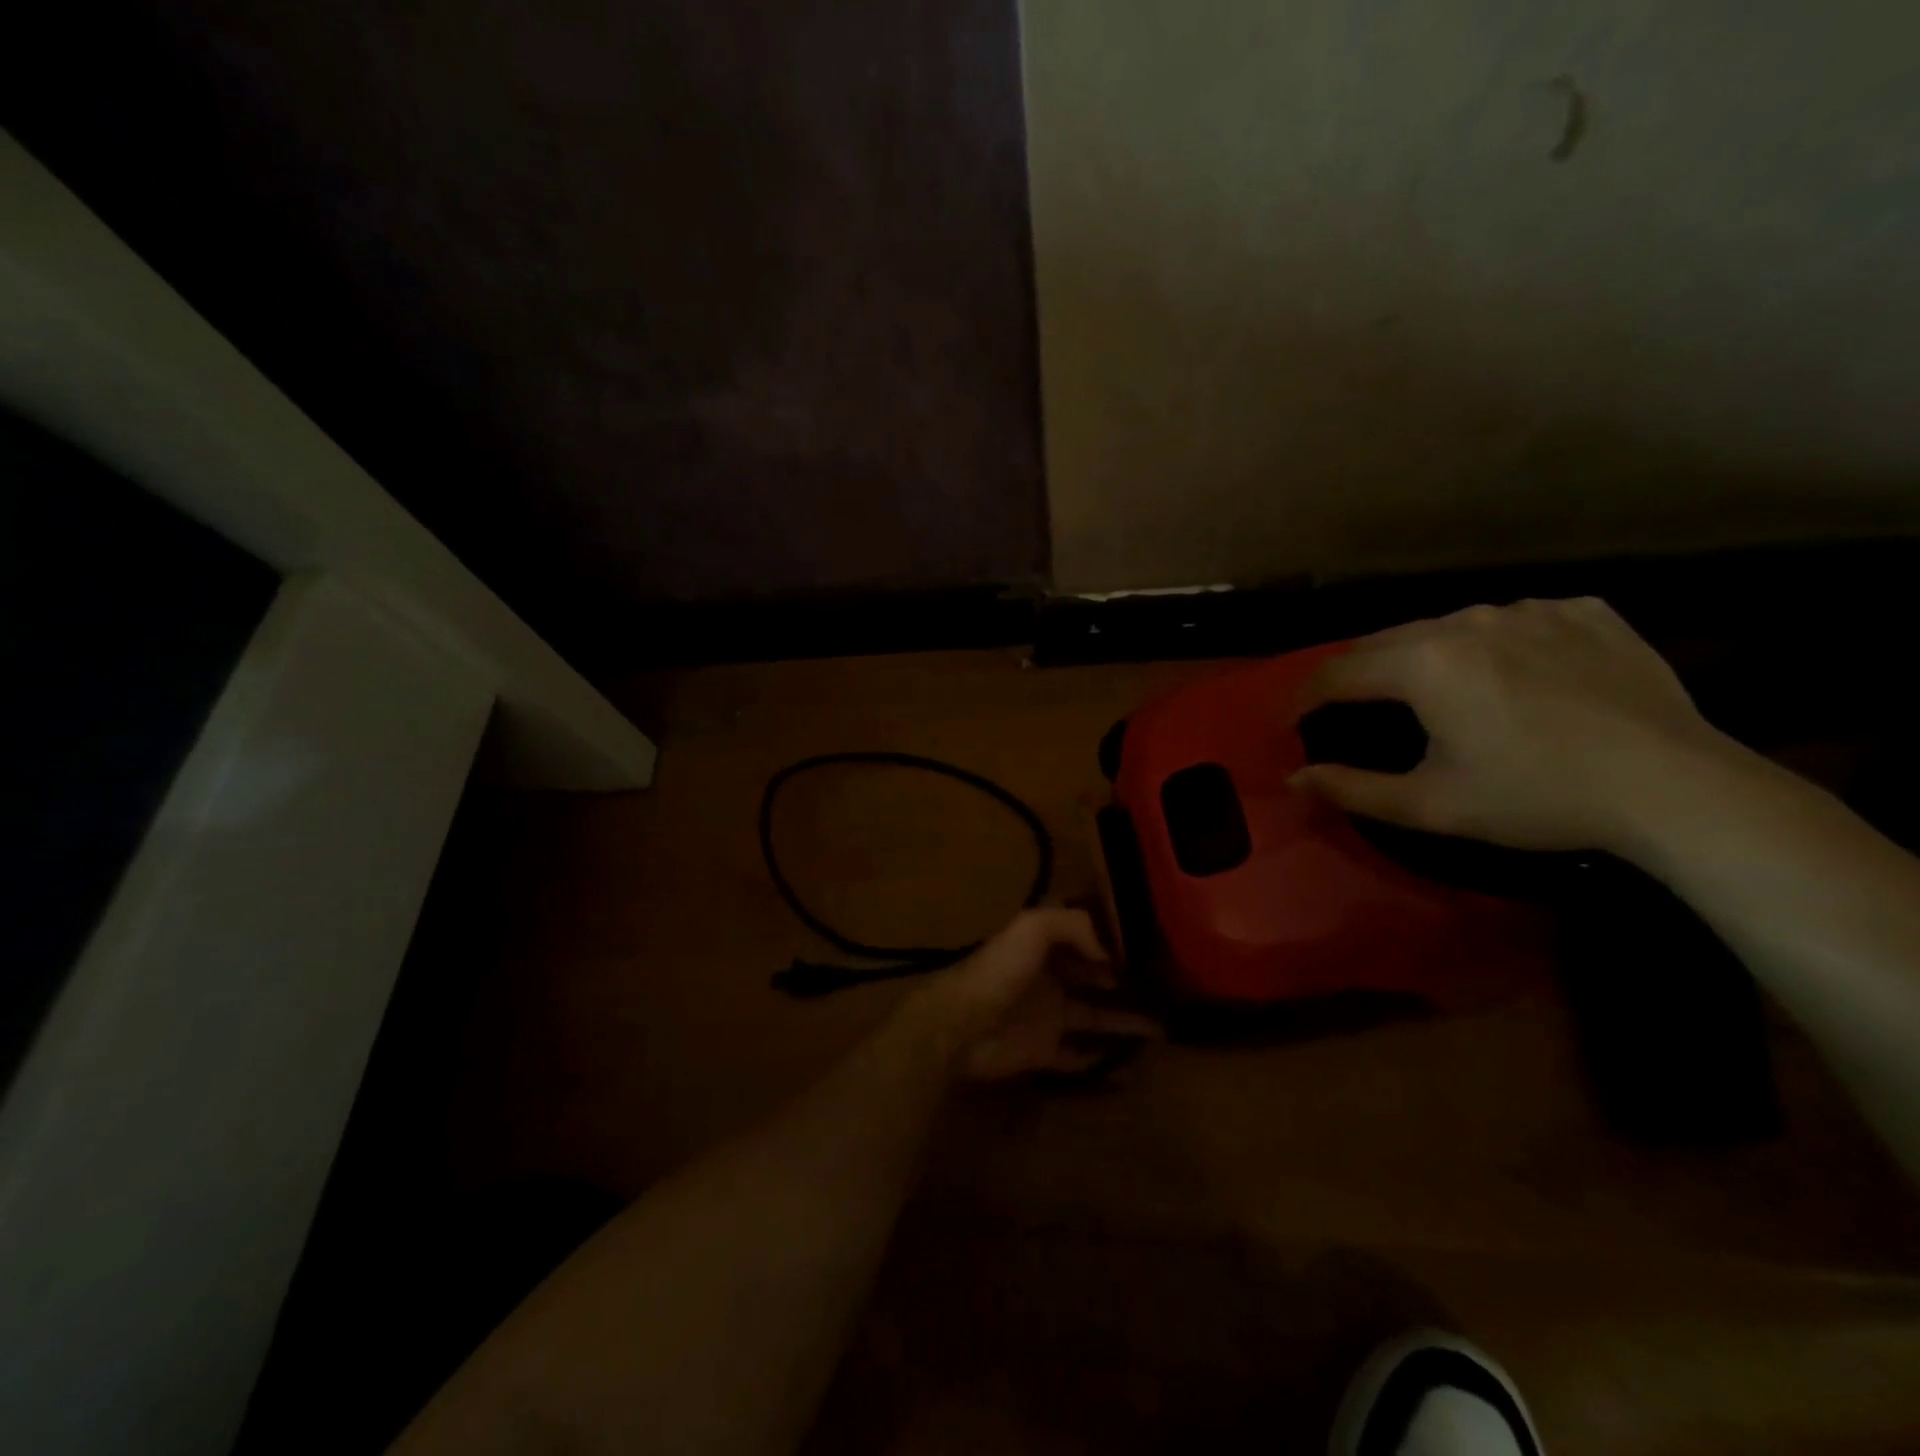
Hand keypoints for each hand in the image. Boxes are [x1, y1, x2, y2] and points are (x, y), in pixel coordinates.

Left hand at [903, 909, 1159, 1081]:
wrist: (960, 1025)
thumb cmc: (999, 971)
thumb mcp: (1033, 928)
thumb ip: (1073, 925)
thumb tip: (1112, 948)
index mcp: (1046, 946)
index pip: (1088, 939)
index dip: (1117, 943)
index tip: (1156, 948)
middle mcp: (1051, 978)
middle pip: (1097, 979)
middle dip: (1128, 982)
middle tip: (1171, 991)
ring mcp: (1049, 1016)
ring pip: (1096, 1018)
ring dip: (1126, 1021)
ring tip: (1166, 1027)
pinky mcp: (1044, 1052)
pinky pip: (1080, 1057)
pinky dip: (1105, 1061)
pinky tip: (1135, 1066)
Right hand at [1291, 597, 1736, 852]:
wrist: (1677, 787)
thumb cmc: (1536, 796)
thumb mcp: (1430, 805)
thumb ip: (1350, 788)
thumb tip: (1293, 778)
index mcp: (1423, 663)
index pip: (1337, 672)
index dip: (1304, 698)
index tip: (1293, 723)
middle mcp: (1467, 620)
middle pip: (1386, 642)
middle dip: (1357, 676)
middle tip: (1351, 709)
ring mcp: (1530, 609)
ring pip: (1448, 626)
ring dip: (1423, 657)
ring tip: (1432, 692)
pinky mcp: (1585, 611)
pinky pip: (1515, 621)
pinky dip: (1494, 645)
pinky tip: (1512, 677)